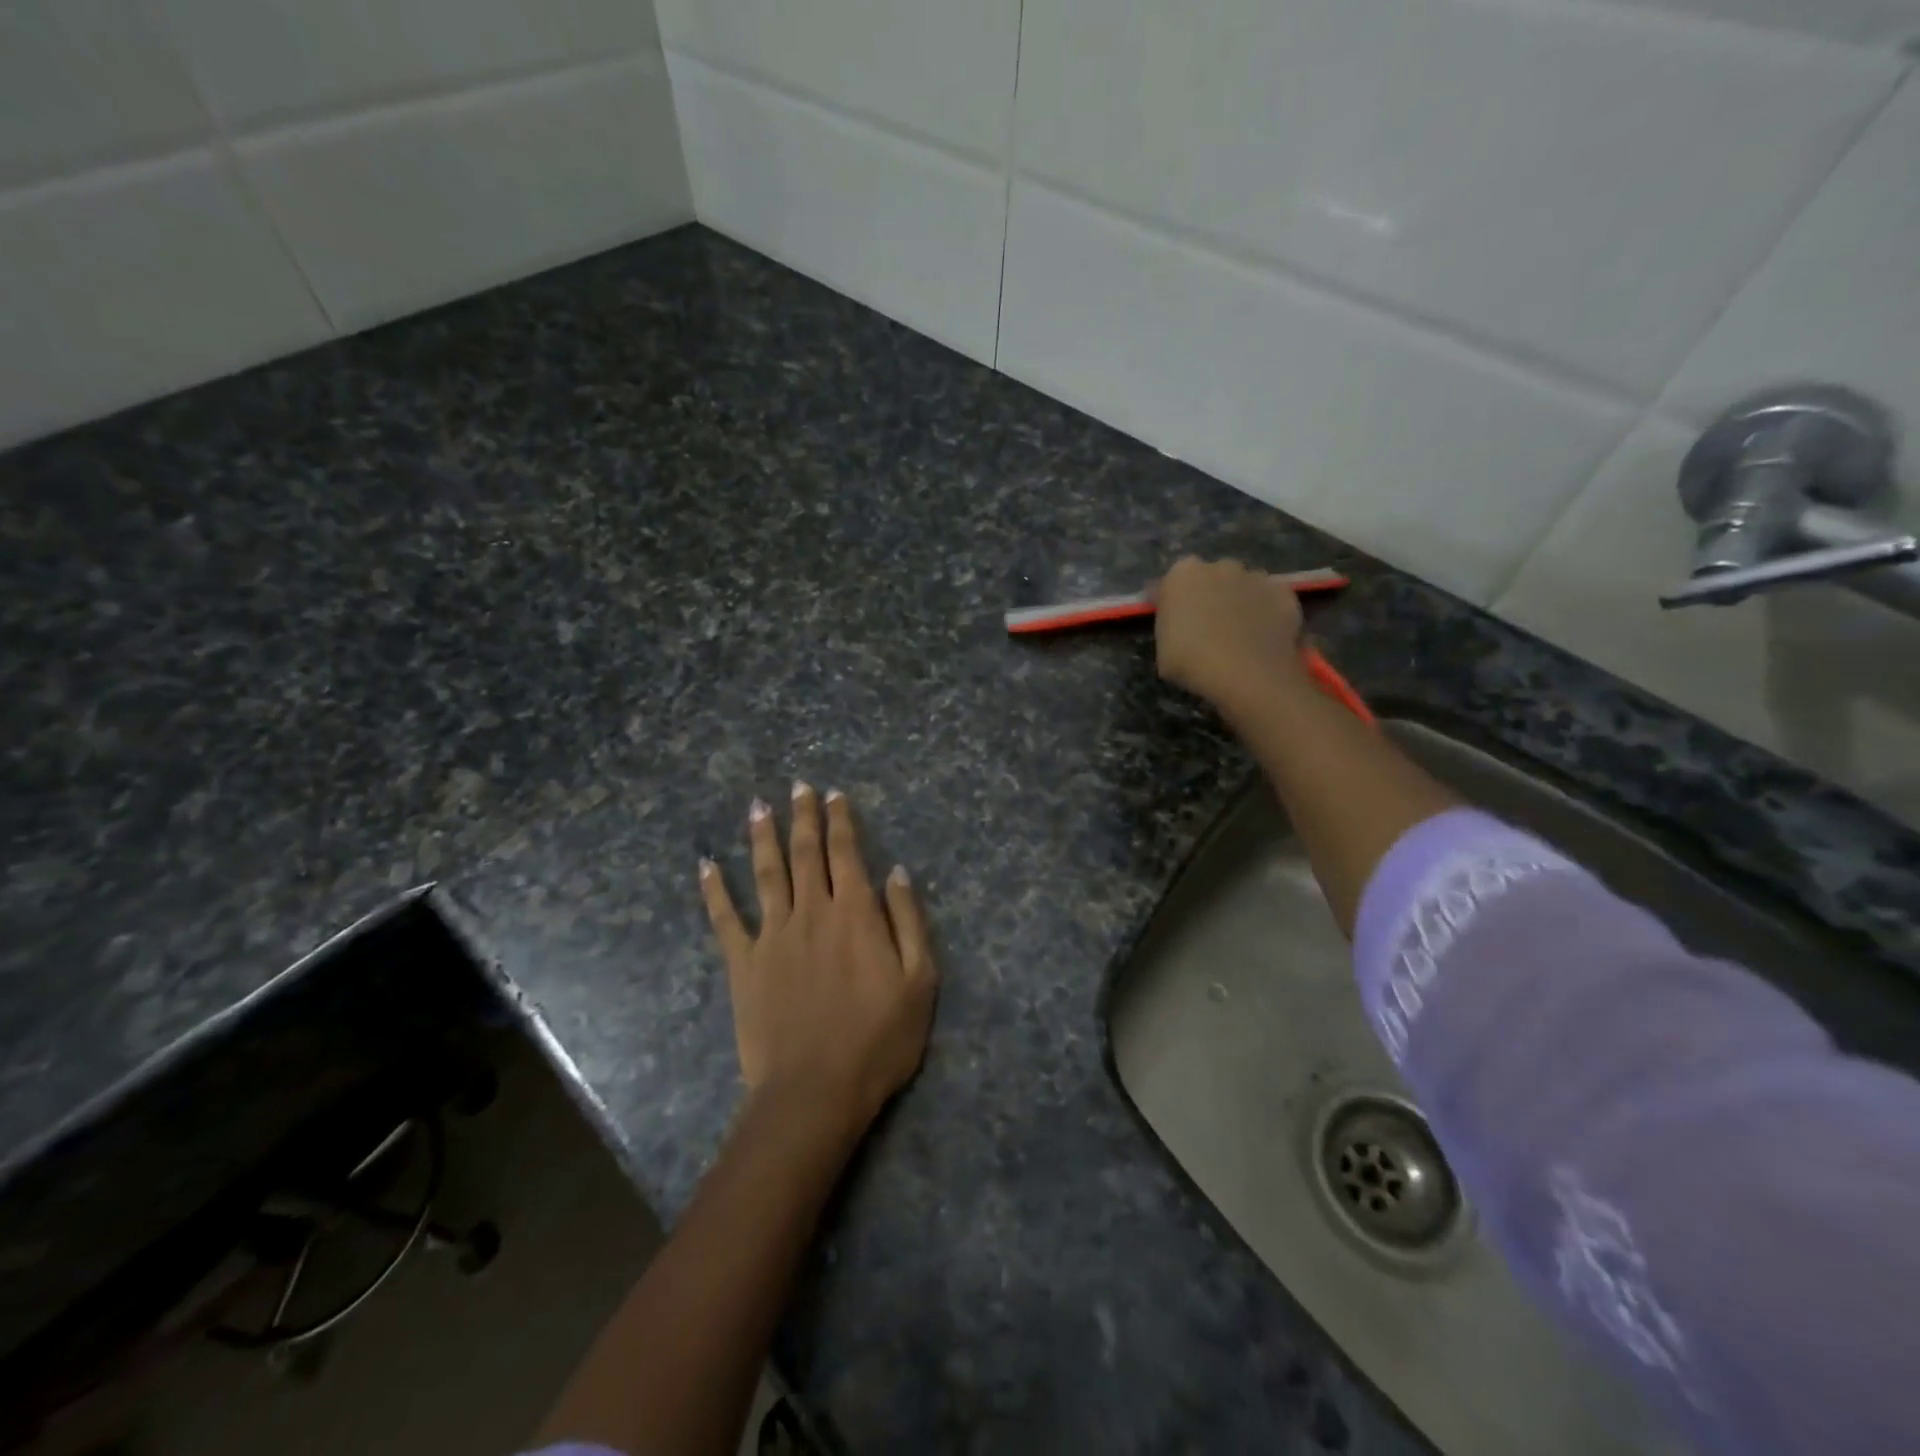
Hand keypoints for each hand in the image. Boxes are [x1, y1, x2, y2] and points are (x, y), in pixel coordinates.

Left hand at [699, 783, 937, 1131]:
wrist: (815, 1090)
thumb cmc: (878, 1039)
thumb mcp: (919, 981)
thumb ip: (908, 921)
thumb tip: (896, 872)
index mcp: (854, 913)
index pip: (846, 853)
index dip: (840, 820)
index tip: (834, 794)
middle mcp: (811, 911)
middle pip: (805, 852)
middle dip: (803, 816)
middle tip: (798, 786)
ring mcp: (772, 935)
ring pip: (766, 873)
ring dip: (762, 836)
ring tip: (758, 806)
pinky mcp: (743, 963)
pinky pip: (725, 919)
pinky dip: (714, 891)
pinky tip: (706, 866)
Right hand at [1153, 556, 1309, 717]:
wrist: (1247, 675)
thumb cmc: (1193, 662)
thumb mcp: (1162, 649)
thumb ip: (1169, 625)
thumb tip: (1178, 622)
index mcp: (1182, 574)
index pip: (1171, 583)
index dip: (1174, 603)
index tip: (1175, 622)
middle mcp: (1219, 566)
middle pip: (1211, 578)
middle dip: (1209, 595)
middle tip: (1208, 628)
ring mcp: (1256, 576)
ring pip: (1244, 586)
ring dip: (1240, 602)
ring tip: (1240, 634)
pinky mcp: (1284, 592)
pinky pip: (1271, 600)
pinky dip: (1267, 613)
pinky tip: (1263, 637)